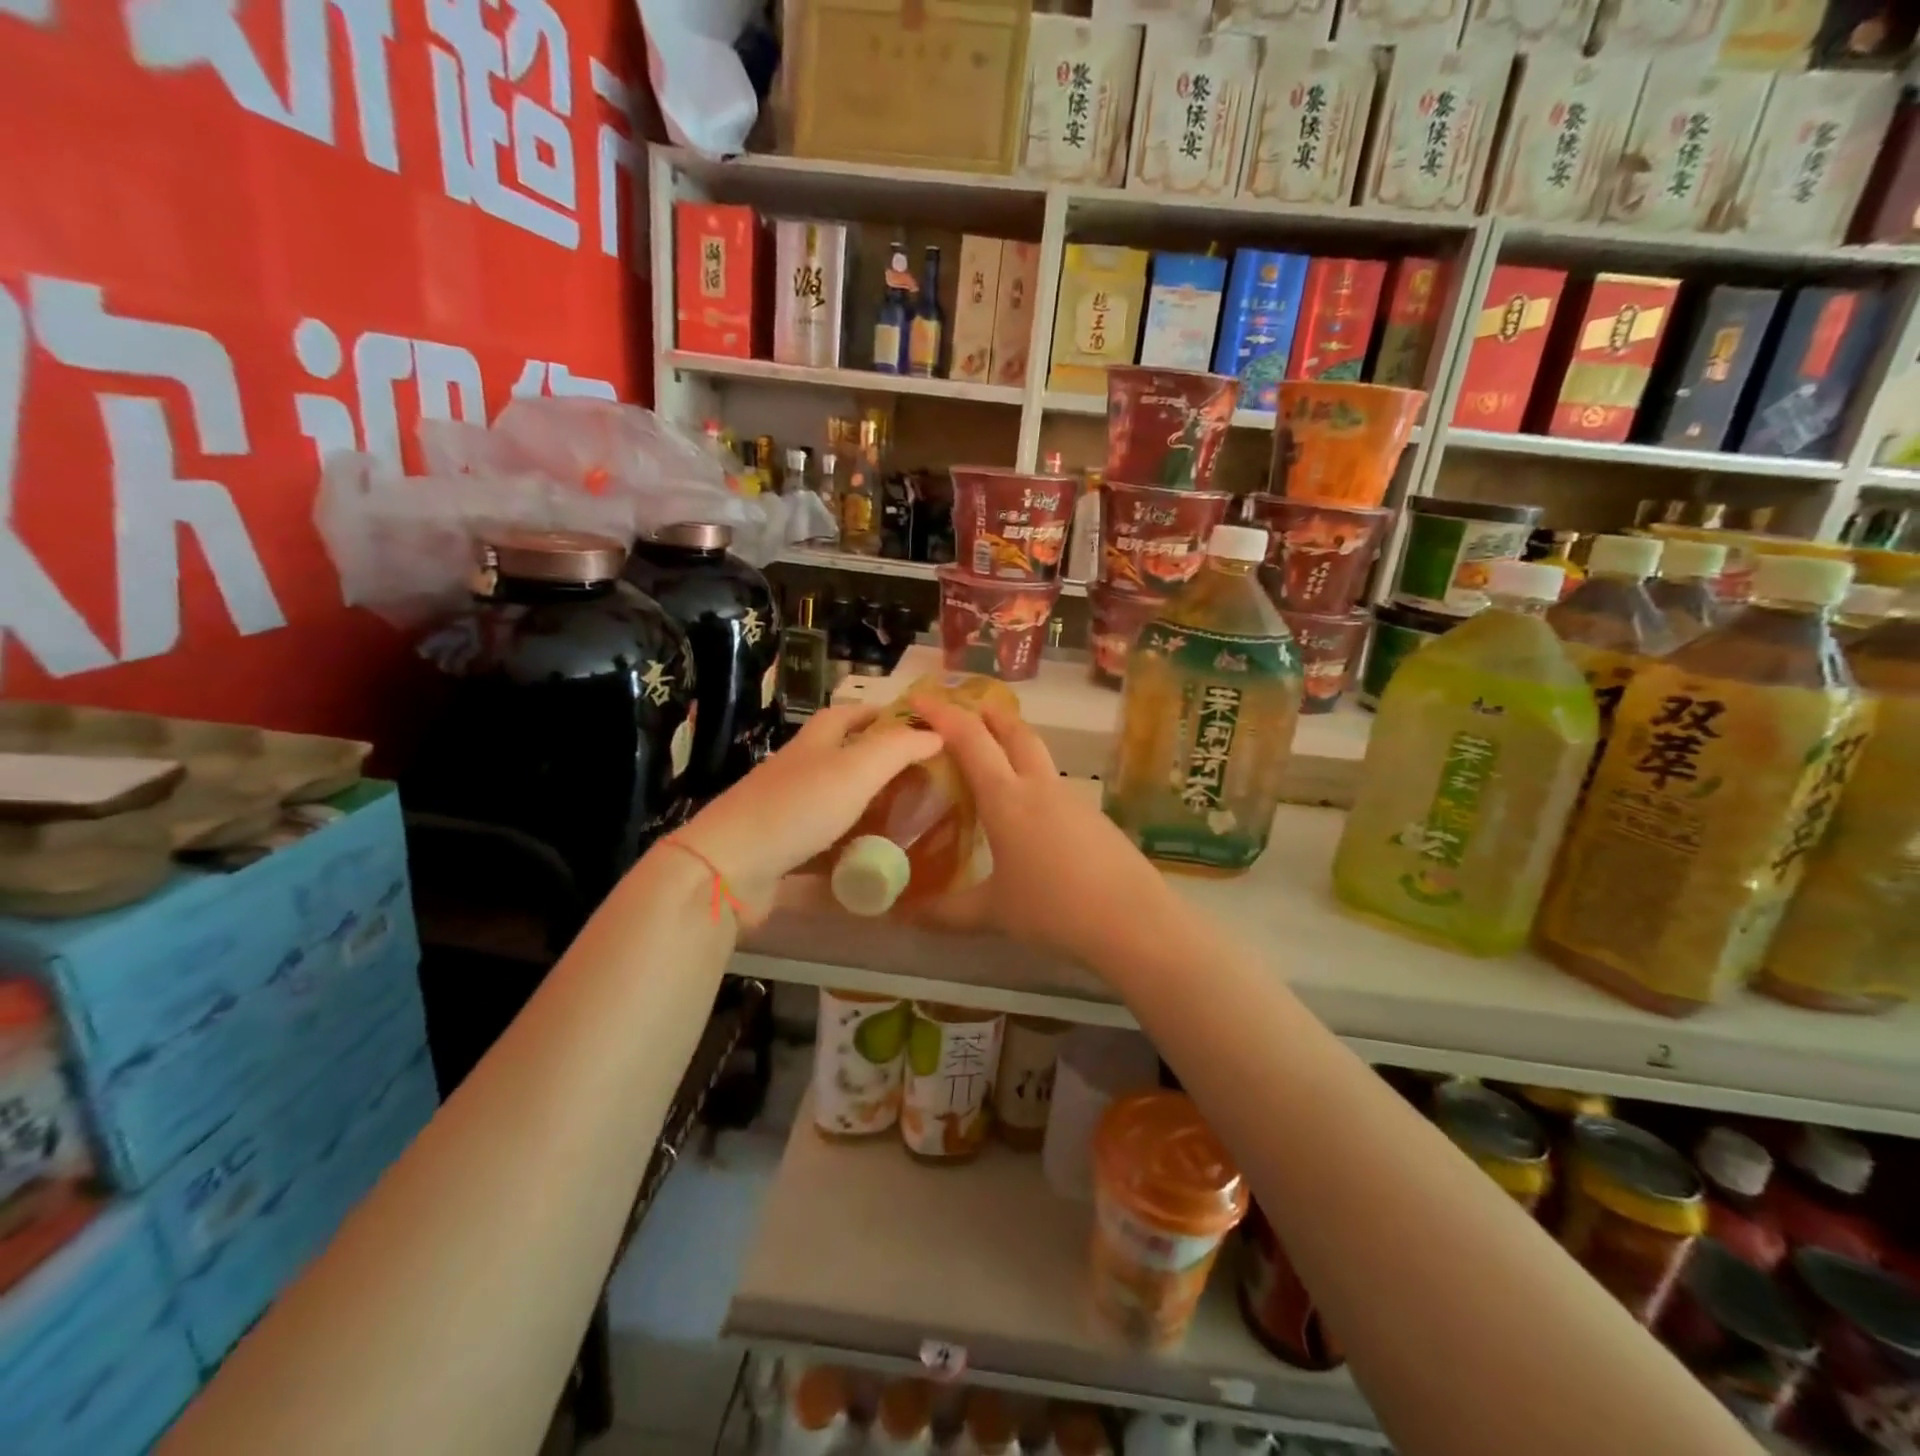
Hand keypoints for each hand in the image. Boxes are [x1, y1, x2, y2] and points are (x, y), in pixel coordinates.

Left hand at [673, 705, 941, 924]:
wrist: (729, 868)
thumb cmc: (797, 808)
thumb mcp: (856, 769)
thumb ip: (898, 749)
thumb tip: (937, 733)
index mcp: (813, 743)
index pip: (847, 714)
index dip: (879, 712)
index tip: (915, 724)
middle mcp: (798, 771)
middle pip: (840, 757)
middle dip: (877, 762)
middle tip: (920, 778)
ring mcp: (785, 812)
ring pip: (833, 802)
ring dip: (865, 806)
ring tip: (906, 818)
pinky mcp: (780, 851)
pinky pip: (823, 845)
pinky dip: (848, 848)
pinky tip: (872, 861)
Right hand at [909, 694, 1173, 963]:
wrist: (1133, 921)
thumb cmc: (1054, 909)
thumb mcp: (993, 913)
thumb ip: (946, 912)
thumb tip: (906, 915)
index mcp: (1006, 798)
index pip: (970, 740)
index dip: (943, 714)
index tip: (920, 698)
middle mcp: (1039, 787)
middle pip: (1015, 733)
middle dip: (989, 715)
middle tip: (969, 709)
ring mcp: (1073, 799)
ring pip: (1039, 757)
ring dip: (1015, 745)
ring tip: (996, 761)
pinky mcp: (1095, 818)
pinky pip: (1056, 787)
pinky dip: (1035, 781)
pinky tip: (1032, 814)